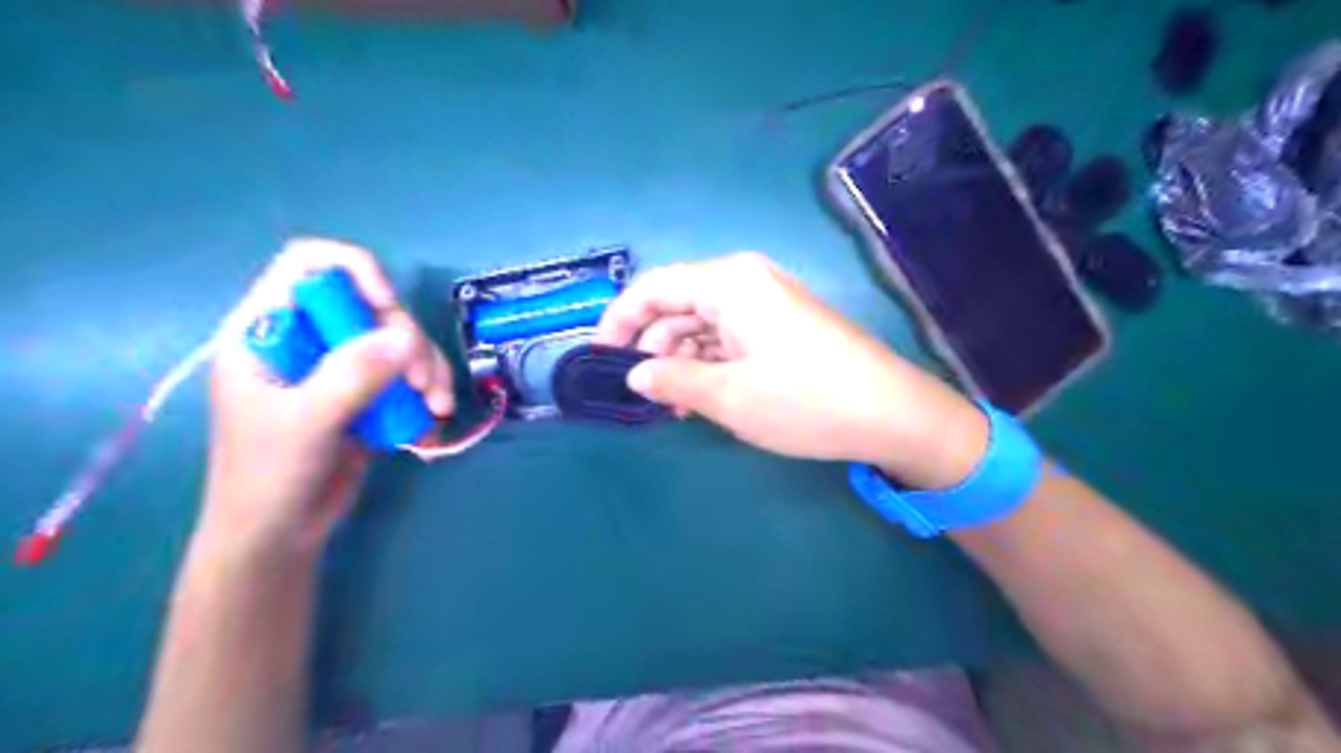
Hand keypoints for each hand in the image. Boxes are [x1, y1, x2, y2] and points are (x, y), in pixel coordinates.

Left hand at [198, 237, 451, 558]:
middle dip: (406, 342)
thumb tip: (406, 338)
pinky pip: (411, 374)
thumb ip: (351, 376)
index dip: (354, 272)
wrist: (280, 532)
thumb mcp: (306, 422)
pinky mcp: (368, 393)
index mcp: (269, 330)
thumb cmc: (269, 475)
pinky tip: (430, 426)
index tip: (385, 307)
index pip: (309, 265)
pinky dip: (428, 394)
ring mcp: (342, 367)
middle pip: (372, 307)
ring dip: (428, 371)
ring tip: (436, 409)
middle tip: (420, 384)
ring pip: (400, 342)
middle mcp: (310, 339)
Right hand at [590, 253, 987, 488]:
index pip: (654, 287)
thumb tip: (635, 375)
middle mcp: (746, 280)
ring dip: (681, 359)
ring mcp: (768, 300)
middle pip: (678, 303)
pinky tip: (704, 394)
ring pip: (703, 322)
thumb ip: (672, 380)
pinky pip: (730, 334)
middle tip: (641, 393)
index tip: (599, 358)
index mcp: (728, 282)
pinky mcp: (783, 323)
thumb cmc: (804, 400)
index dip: (619, 320)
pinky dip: (710, 361)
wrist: (891, 412)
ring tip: (674, 404)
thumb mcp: (728, 396)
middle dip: (653, 346)